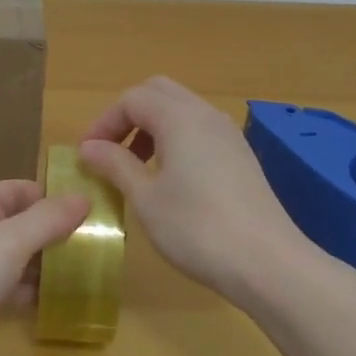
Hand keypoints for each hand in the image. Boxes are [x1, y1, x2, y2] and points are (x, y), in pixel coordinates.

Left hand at [0, 179, 89, 355]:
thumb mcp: (7, 244)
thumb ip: (47, 220)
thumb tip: (85, 196)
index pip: (26, 190)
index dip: (60, 199)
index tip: (101, 216)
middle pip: (23, 223)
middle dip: (58, 235)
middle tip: (103, 251)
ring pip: (17, 258)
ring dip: (47, 265)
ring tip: (91, 276)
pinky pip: (7, 288)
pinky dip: (30, 292)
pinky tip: (58, 303)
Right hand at [79, 76, 307, 306]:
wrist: (268, 262)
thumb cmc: (197, 228)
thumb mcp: (146, 198)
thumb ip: (115, 165)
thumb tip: (88, 148)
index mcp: (178, 117)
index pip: (131, 99)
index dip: (104, 122)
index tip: (87, 155)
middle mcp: (205, 114)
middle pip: (158, 93)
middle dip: (128, 116)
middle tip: (110, 151)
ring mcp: (228, 134)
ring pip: (181, 110)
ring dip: (152, 127)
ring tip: (136, 167)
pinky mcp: (241, 156)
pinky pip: (199, 130)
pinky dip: (176, 140)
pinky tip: (170, 180)